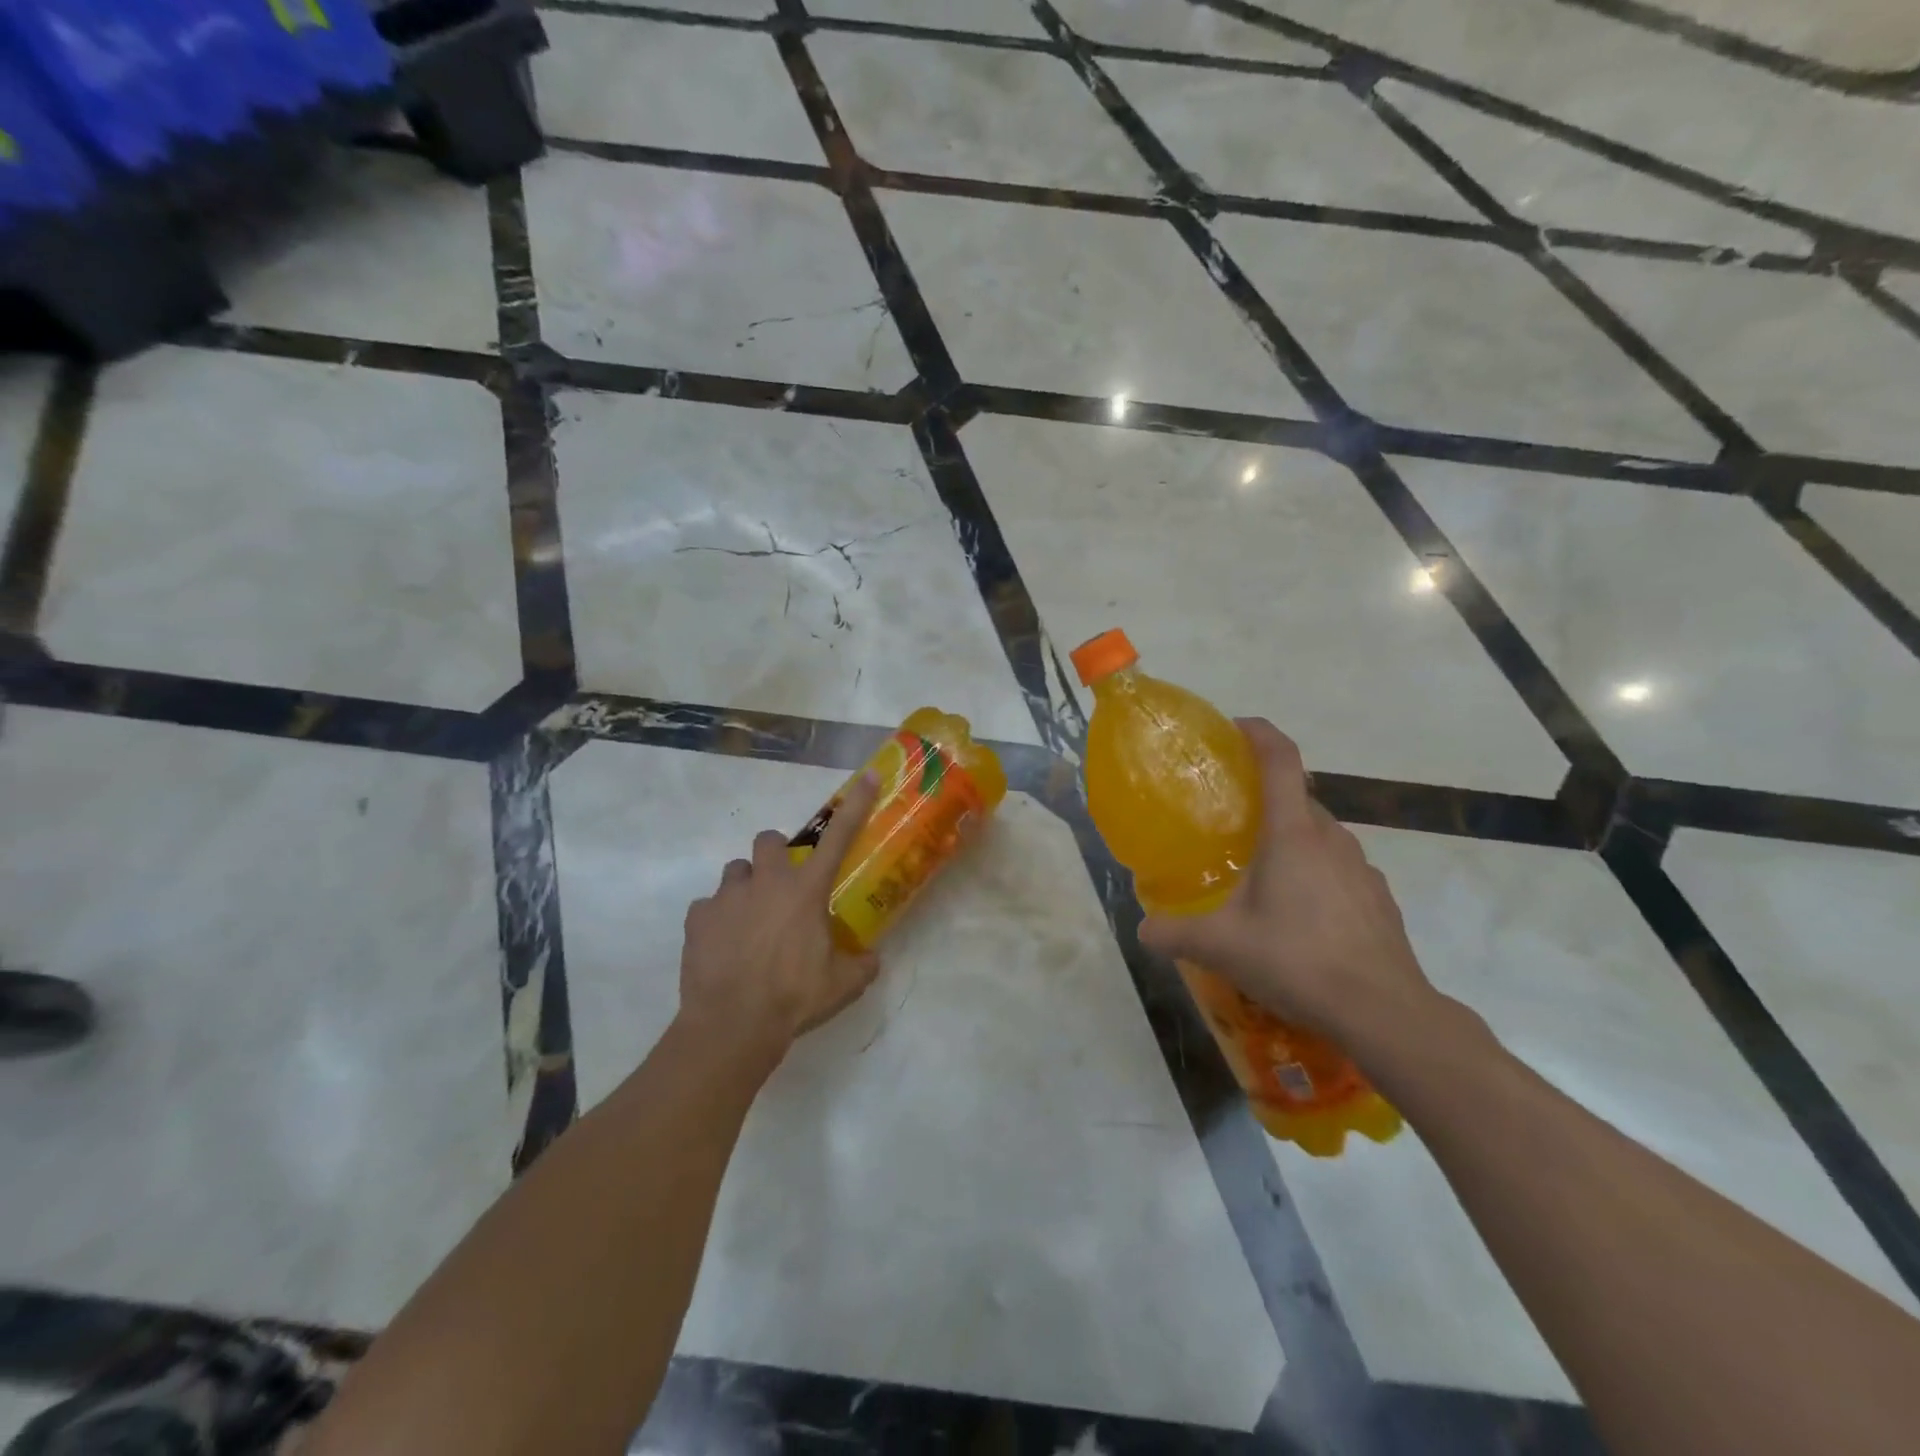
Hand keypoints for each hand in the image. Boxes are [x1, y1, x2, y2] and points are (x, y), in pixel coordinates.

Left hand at [677, 773, 884, 1063]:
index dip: (856, 805)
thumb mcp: (842, 985)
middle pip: (769, 839)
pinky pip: (708, 907)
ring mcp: (728, 896)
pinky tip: (723, 945)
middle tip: (781, 886)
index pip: (839, 837)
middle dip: (776, 855)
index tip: (866, 777)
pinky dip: (716, 919)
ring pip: (735, 871)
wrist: (732, 1024)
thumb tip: (872, 958)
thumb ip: (861, 964)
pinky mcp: (698, 917)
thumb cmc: (795, 997)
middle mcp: (767, 882)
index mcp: (807, 890)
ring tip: (749, 920)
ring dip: (745, 887)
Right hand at [1137, 719, 1439, 1052]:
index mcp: (1292, 833)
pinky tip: (1298, 912)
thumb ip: (1173, 932)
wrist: (1385, 1011)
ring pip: (1318, 833)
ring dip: (1288, 837)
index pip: (1280, 759)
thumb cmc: (1298, 960)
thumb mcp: (1221, 946)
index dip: (1258, 733)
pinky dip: (1314, 870)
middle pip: (1296, 796)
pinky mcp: (1377, 896)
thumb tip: (1142, 929)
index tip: (1233, 728)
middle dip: (1262, 796)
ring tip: (1259, 870)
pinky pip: (1338, 866)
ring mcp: (1361, 867)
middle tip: (1227, 818)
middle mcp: (1330, 837)